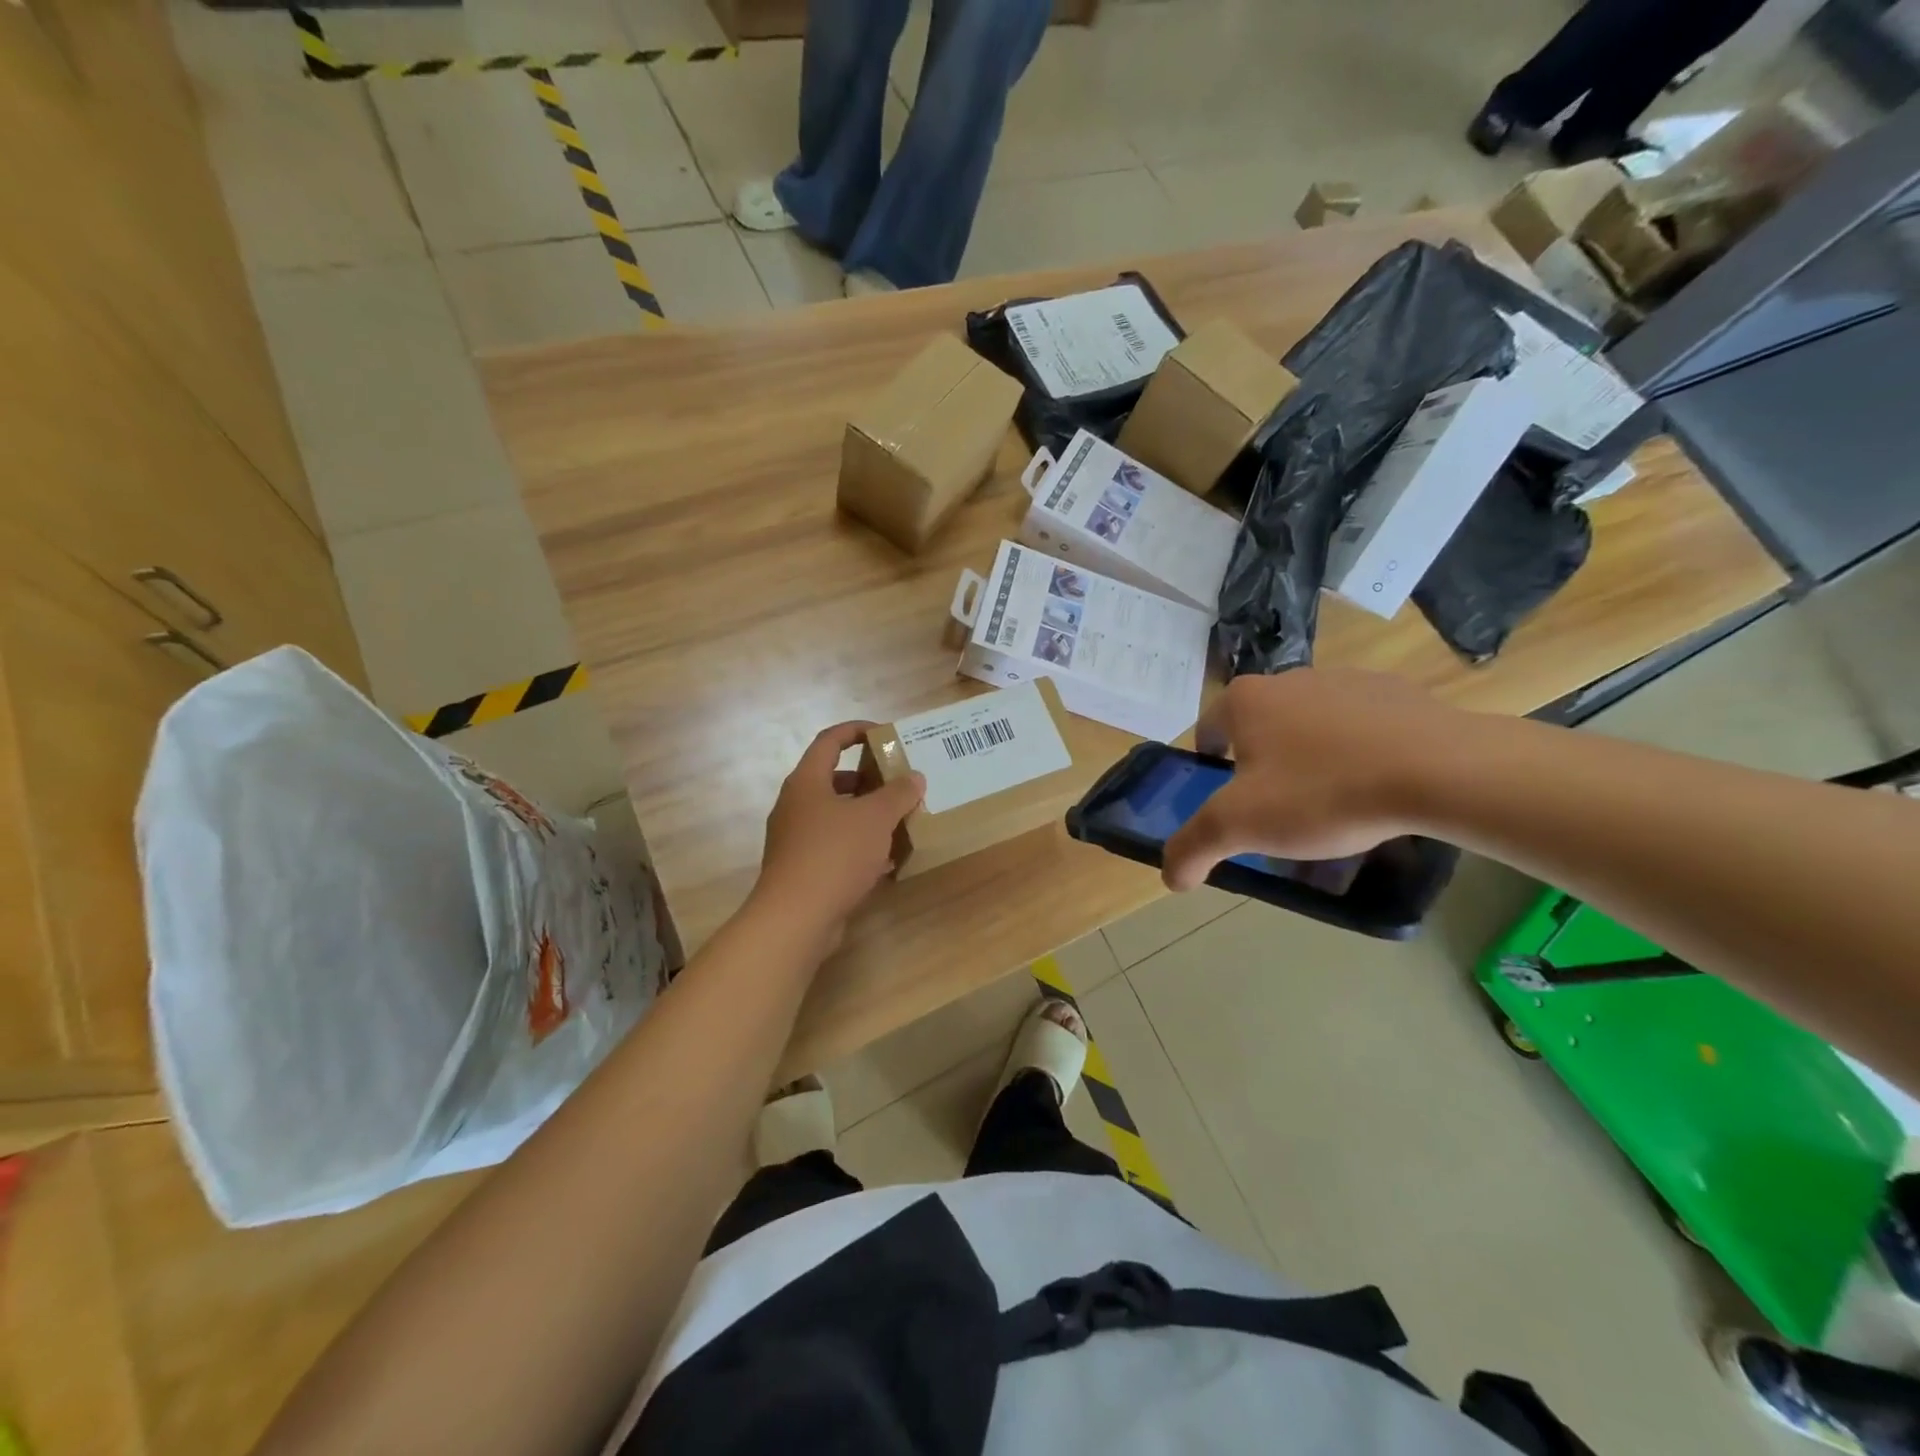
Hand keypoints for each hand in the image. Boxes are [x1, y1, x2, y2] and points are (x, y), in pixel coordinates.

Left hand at [752, 722, 925, 942]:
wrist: (796, 918)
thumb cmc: (834, 854)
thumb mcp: (875, 818)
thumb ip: (897, 794)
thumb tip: (914, 777)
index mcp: (807, 782)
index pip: (829, 741)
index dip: (856, 730)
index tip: (884, 734)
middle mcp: (796, 805)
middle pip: (832, 779)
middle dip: (867, 779)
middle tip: (897, 782)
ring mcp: (795, 839)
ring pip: (835, 816)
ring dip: (866, 815)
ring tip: (898, 820)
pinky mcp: (802, 868)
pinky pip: (834, 846)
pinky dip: (859, 847)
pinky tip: (886, 861)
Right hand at [1162, 669, 1460, 889]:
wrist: (1439, 769)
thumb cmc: (1322, 792)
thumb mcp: (1240, 827)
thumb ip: (1192, 848)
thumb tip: (1170, 876)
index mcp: (1245, 700)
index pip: (1207, 731)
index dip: (1210, 768)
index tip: (1229, 801)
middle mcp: (1289, 678)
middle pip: (1258, 728)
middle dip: (1261, 765)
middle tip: (1280, 810)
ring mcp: (1345, 680)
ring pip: (1309, 725)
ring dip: (1309, 756)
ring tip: (1333, 802)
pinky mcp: (1396, 691)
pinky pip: (1359, 725)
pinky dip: (1357, 750)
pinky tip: (1375, 784)